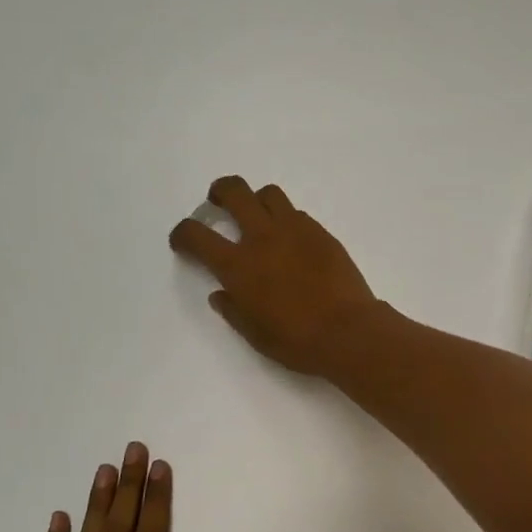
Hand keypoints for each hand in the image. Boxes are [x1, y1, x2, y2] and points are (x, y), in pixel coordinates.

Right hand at [168, 176, 379, 376]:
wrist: (348, 331)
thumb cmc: (296, 340)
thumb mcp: (254, 333)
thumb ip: (233, 309)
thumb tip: (221, 294)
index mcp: (237, 265)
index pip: (196, 235)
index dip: (183, 233)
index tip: (184, 240)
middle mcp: (262, 237)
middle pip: (234, 191)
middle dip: (220, 191)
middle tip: (218, 202)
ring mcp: (294, 230)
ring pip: (269, 193)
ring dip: (257, 200)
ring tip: (259, 218)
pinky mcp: (321, 232)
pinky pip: (297, 213)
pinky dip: (286, 220)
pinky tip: (292, 241)